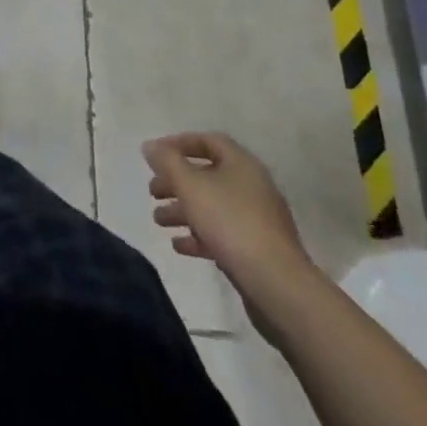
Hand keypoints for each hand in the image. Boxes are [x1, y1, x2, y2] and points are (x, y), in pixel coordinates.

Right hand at [141, 132, 312, 289]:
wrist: (276, 284)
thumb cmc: (230, 222)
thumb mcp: (190, 185)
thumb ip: (167, 162)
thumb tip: (150, 146)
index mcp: (242, 164)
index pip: (208, 141)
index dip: (179, 144)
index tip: (155, 155)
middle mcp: (253, 187)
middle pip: (208, 175)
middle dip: (176, 182)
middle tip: (152, 191)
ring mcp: (258, 220)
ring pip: (213, 206)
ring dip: (183, 210)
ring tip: (158, 221)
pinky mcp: (258, 250)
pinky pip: (223, 234)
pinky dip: (199, 236)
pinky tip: (179, 246)